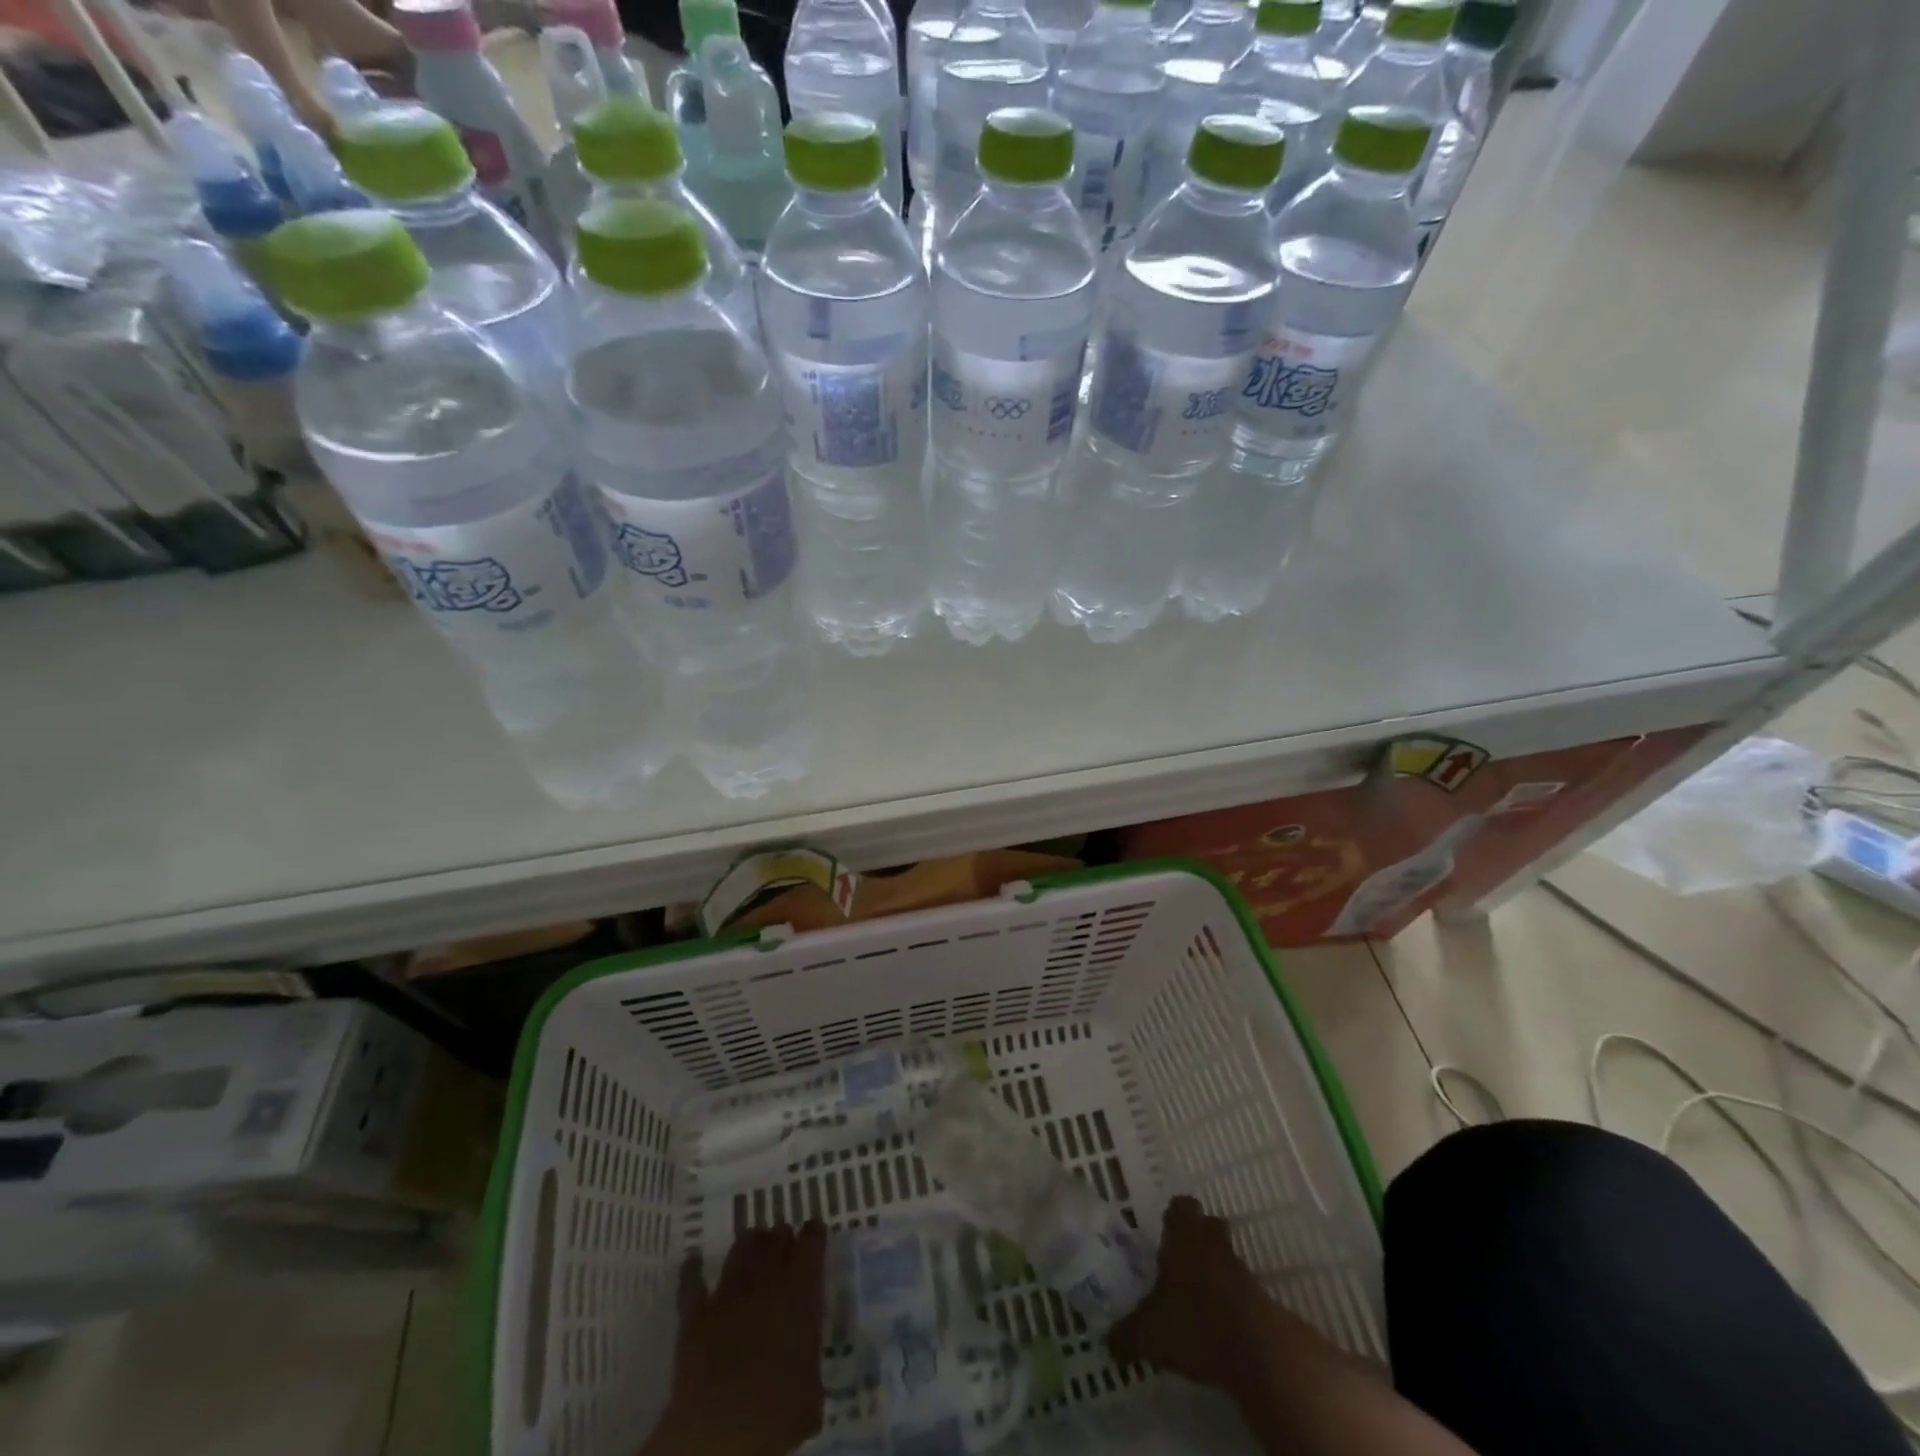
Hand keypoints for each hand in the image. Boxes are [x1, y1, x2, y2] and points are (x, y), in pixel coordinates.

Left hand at [644, 1223, 828, 1455]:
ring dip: (749, 1244)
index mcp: (801, 1293)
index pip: (811, 1244)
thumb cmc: (779, 1415)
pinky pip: (692, 1284)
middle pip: (775, 1240)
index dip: (814, 1234)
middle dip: (781, 1238)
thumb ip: (808, 1362)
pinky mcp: (695, 1317)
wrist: (721, 1432)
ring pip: (740, 1251)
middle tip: (784, 1240)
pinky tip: (693, 1261)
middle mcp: (766, 1282)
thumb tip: (804, 1366)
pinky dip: (693, 1270)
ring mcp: (728, 1295)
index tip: (815, 1229)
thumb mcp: (812, 1393)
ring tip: (753, 1242)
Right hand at [1109, 1196, 1276, 1395]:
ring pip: (1225, 1258)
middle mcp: (1213, 1243)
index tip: (1163, 1234)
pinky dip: (1229, 1303)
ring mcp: (1241, 1270)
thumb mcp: (1148, 1334)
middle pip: (1208, 1226)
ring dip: (1214, 1273)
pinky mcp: (1262, 1301)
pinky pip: (1241, 1291)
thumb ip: (1126, 1335)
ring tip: (1195, 1302)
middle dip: (1196, 1240)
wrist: (1260, 1353)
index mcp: (1184, 1236)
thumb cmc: (1195, 1323)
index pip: (1180, 1206)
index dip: (1172, 1217)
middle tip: (1178, 1263)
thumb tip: (1109, 1342)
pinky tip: (1216, 1328)